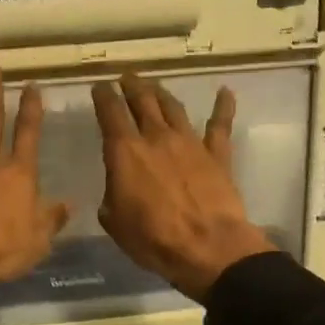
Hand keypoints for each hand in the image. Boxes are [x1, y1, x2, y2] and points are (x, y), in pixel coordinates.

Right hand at [93, 72, 275, 300]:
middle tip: (126, 77)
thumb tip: (117, 190)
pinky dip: (223, 106)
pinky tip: (225, 92)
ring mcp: (190, 143)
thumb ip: (112, 197)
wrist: (207, 247)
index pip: (110, 113)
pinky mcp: (217, 155)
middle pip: (143, 101)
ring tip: (154, 85)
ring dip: (162, 93)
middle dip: (132, 86)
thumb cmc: (153, 239)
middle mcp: (156, 138)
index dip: (103, 96)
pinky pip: (220, 125)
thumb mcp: (115, 221)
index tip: (99, 86)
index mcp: (125, 152)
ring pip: (173, 108)